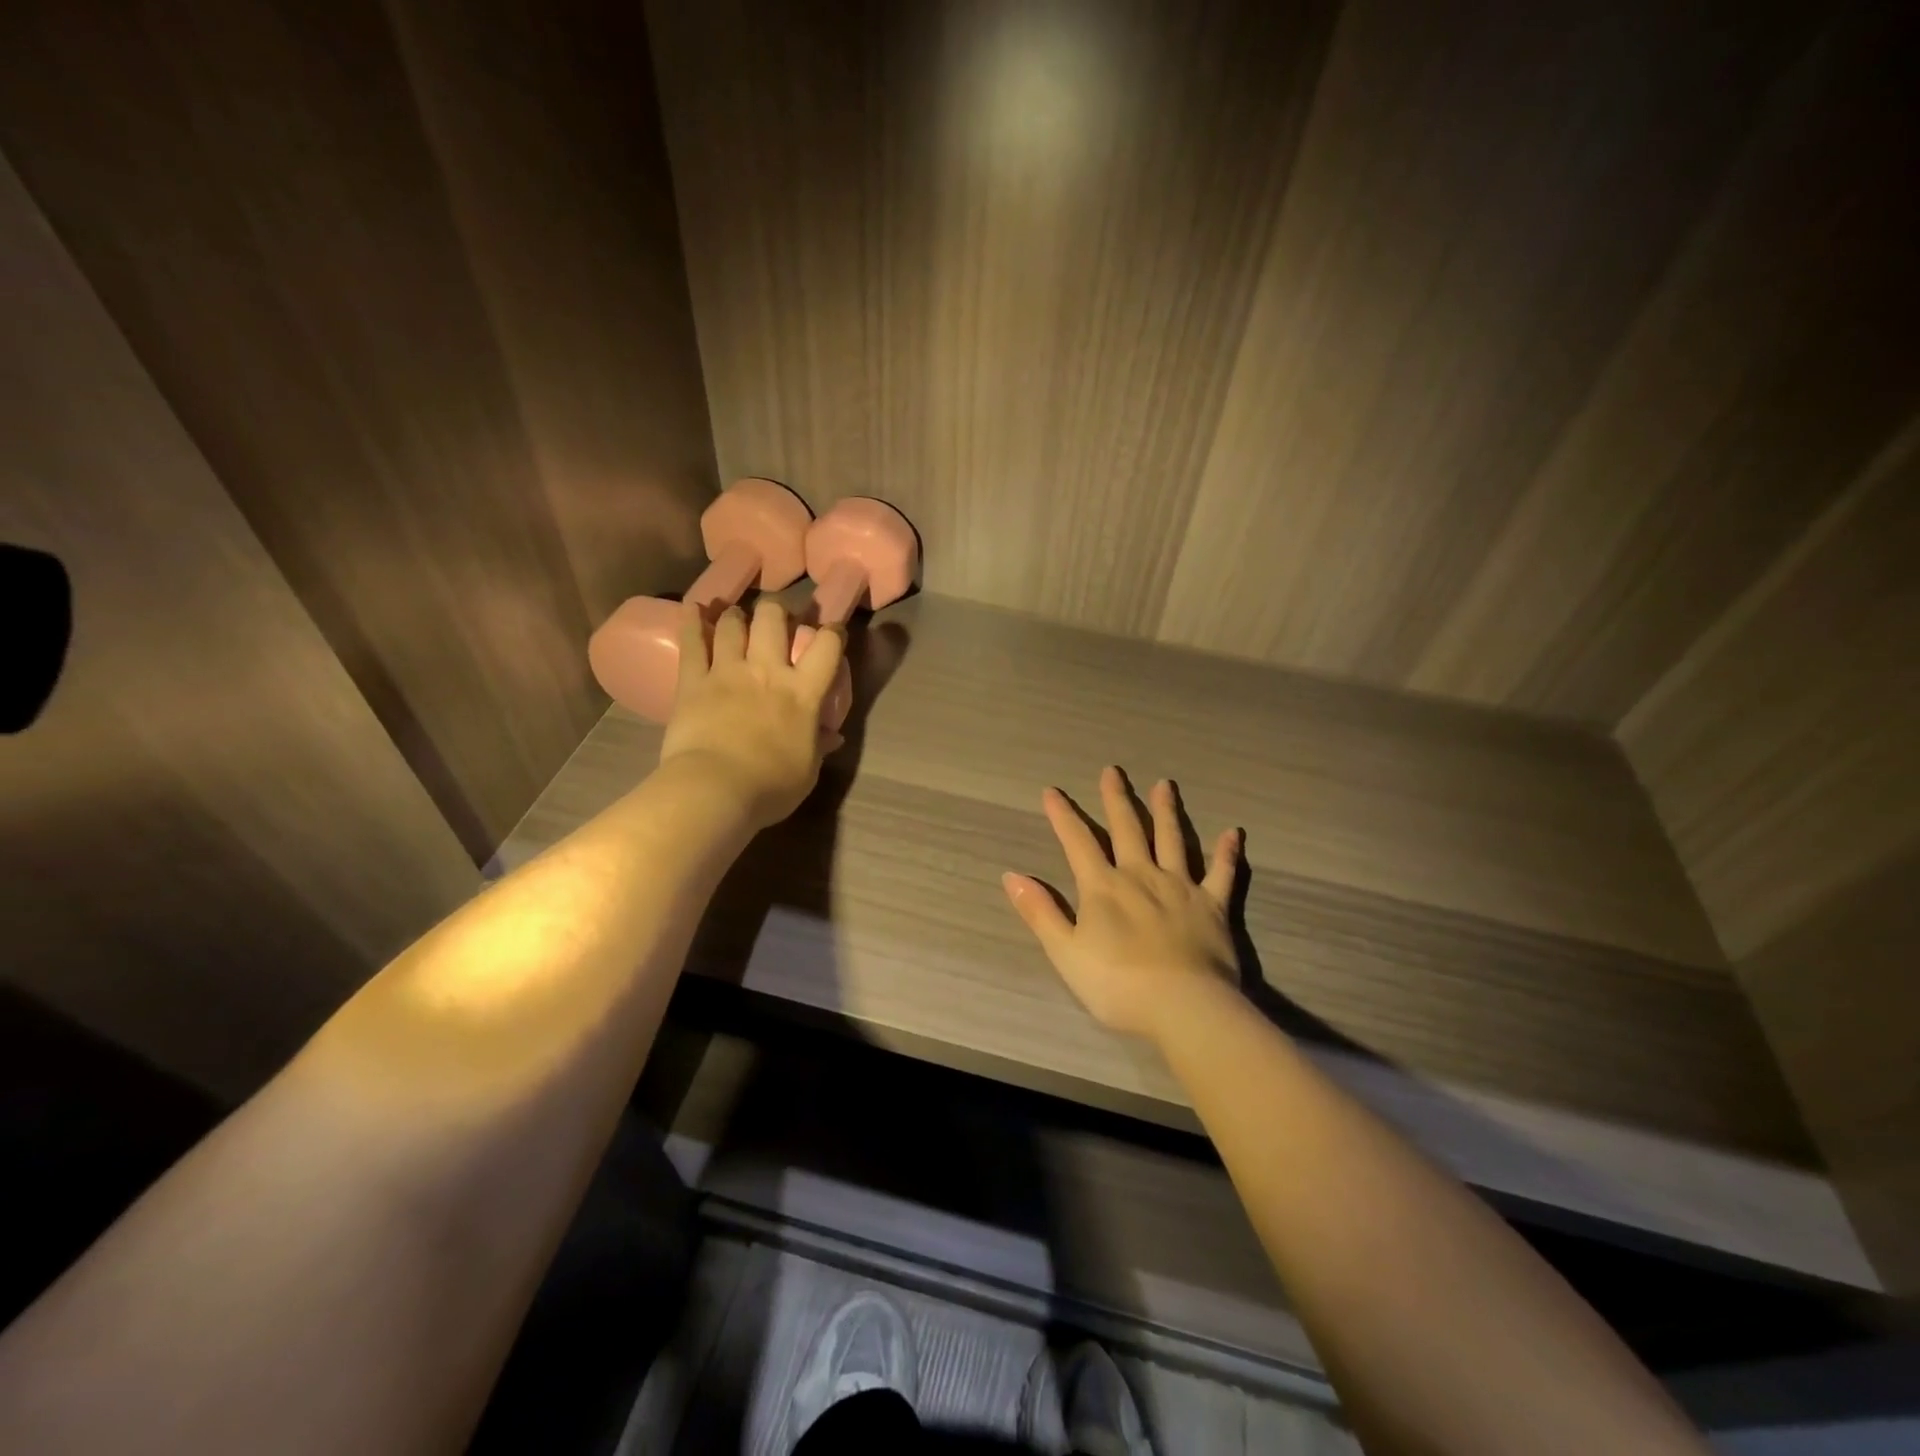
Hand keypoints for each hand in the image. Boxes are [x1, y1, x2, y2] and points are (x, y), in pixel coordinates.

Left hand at [659, 597, 846, 828]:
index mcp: (803, 693)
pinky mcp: (693, 682)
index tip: (832, 632)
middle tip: (776, 618)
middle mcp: (768, 671)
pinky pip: (692, 644)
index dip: (833, 633)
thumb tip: (832, 737)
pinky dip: (692, 622)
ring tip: (736, 617)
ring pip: (733, 625)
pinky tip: (693, 608)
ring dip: (736, 616)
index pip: (827, 647)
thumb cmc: (771, 787)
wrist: (716, 790)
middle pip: (773, 620)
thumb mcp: (808, 770)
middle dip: (776, 611)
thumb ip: (819, 746)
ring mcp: (728, 672)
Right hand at [1003, 766, 1241, 1041]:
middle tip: (1113, 771)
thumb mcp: (1066, 952)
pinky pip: (1222, 873)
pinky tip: (1233, 833)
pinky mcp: (1213, 905)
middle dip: (1117, 799)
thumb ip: (1040, 912)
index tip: (1052, 791)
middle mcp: (1141, 875)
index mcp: (1103, 887)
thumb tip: (1011, 876)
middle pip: (1128, 829)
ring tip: (1164, 785)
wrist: (1182, 1006)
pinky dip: (1227, 853)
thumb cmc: (1117, 984)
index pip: (1078, 842)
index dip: (1063, 816)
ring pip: (1173, 840)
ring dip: (1167, 811)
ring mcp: (1180, 887)